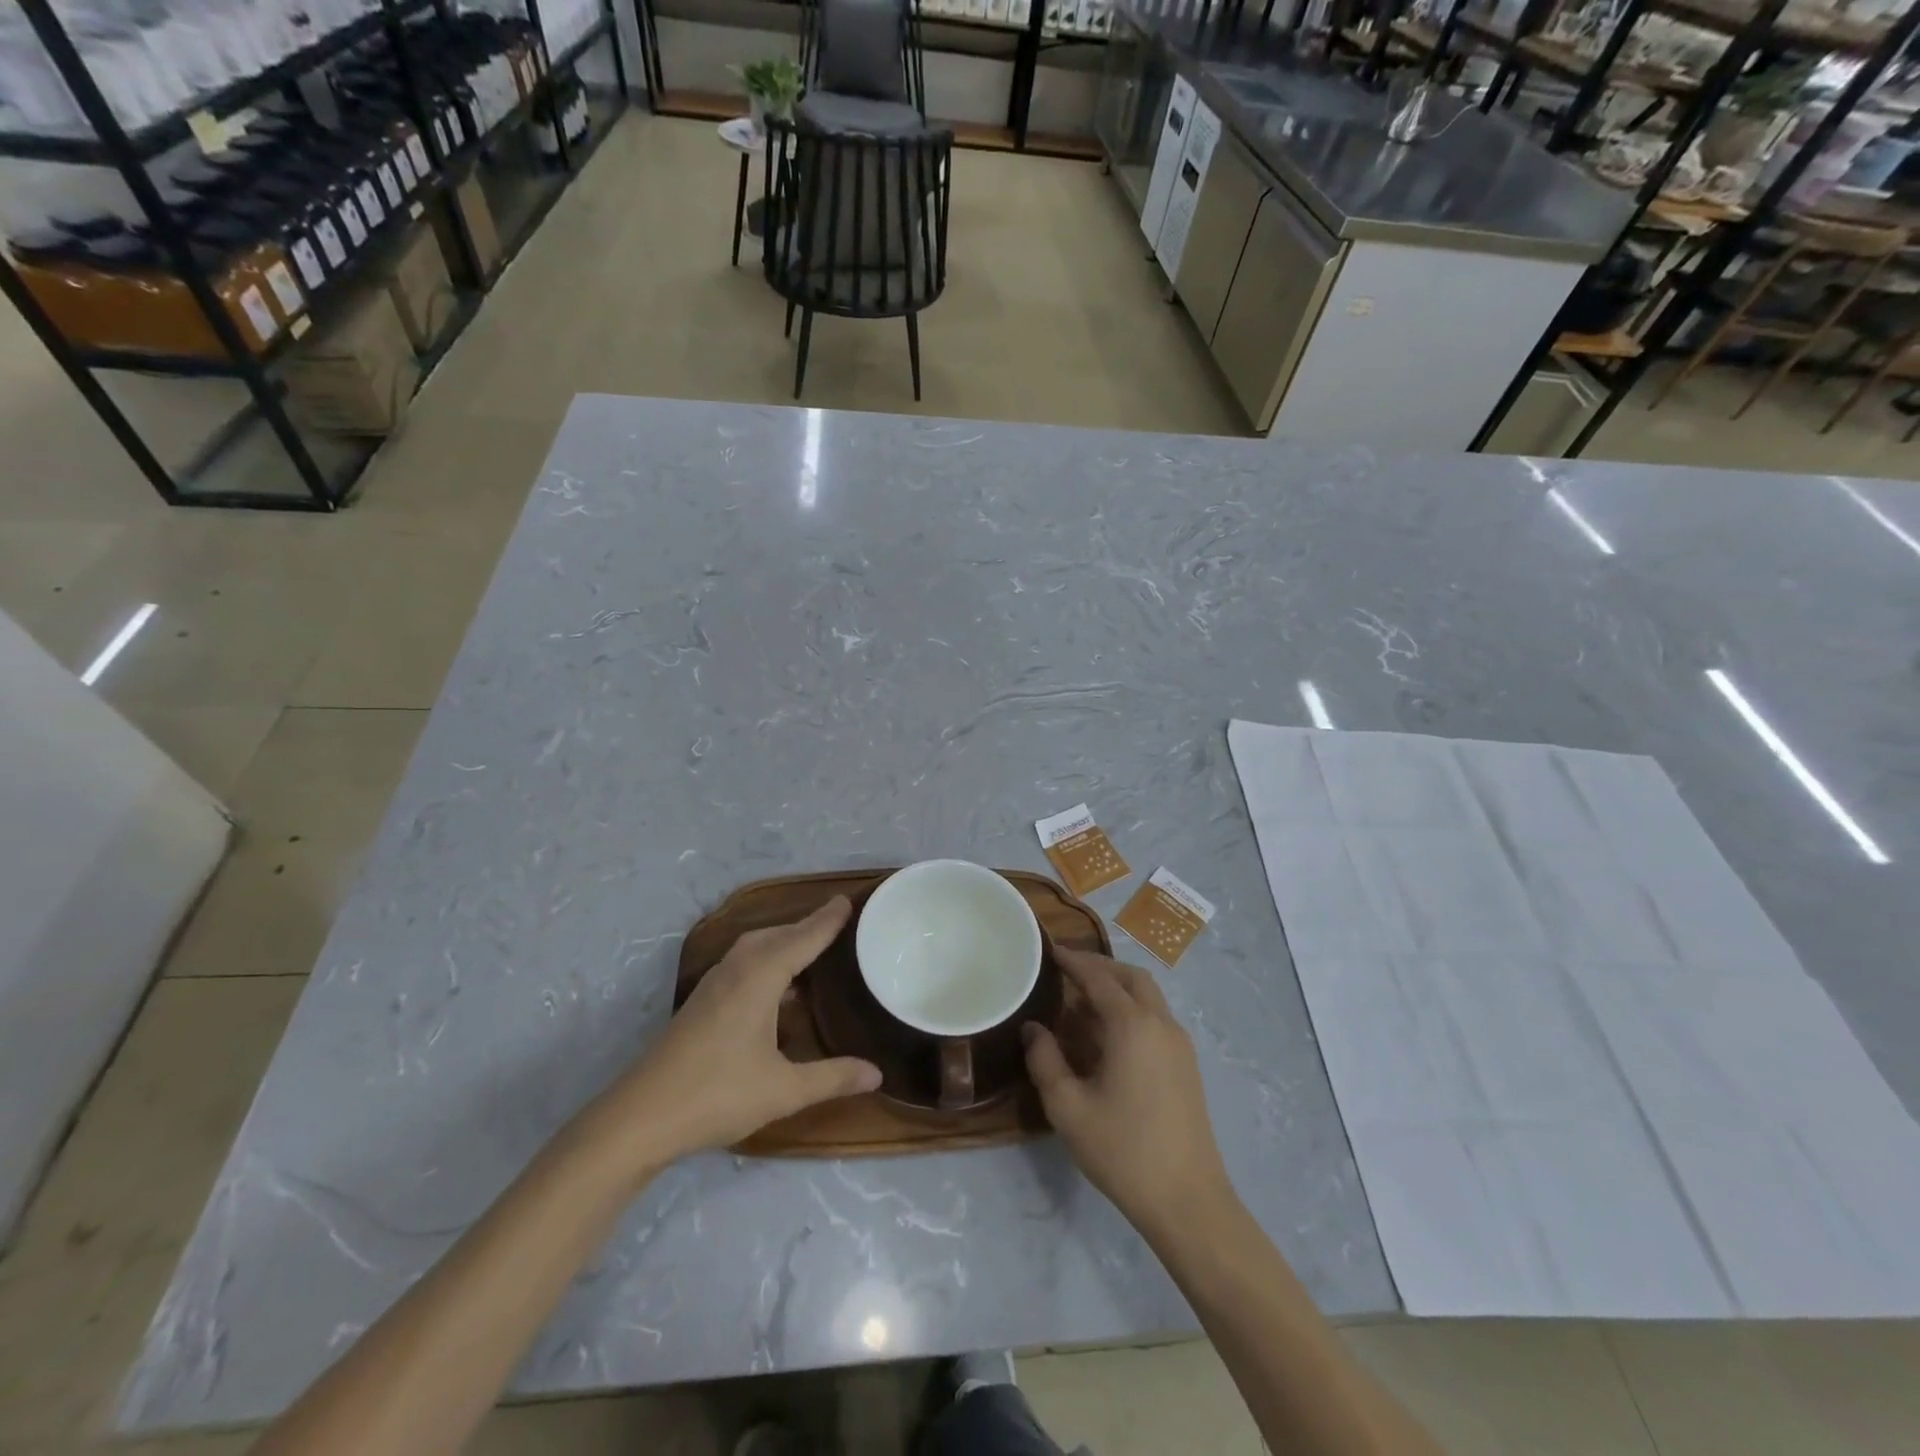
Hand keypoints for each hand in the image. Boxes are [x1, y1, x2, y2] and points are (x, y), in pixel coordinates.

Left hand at [588, 898, 880, 1170]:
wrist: (640, 1118)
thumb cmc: (717, 1095)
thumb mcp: (783, 1090)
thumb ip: (832, 1078)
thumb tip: (878, 1073)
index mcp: (759, 978)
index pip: (801, 939)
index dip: (826, 921)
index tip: (848, 900)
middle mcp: (736, 971)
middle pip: (776, 935)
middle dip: (806, 926)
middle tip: (835, 923)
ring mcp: (714, 986)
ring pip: (754, 948)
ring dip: (783, 941)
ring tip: (809, 950)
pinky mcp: (701, 1003)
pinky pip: (742, 963)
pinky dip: (766, 959)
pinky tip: (775, 988)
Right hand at [1023, 948, 1232, 1238]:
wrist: (1188, 1200)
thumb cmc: (1123, 1150)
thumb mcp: (1068, 1107)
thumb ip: (1045, 1061)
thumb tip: (1033, 1029)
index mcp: (1132, 1025)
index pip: (1099, 978)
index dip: (1074, 961)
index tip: (1051, 950)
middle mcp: (1161, 1023)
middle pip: (1131, 977)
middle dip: (1100, 968)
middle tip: (1068, 970)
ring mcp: (1179, 1045)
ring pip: (1148, 997)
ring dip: (1117, 989)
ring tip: (1082, 1004)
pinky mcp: (1186, 1066)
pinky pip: (1156, 1019)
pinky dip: (1131, 1011)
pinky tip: (1107, 1038)